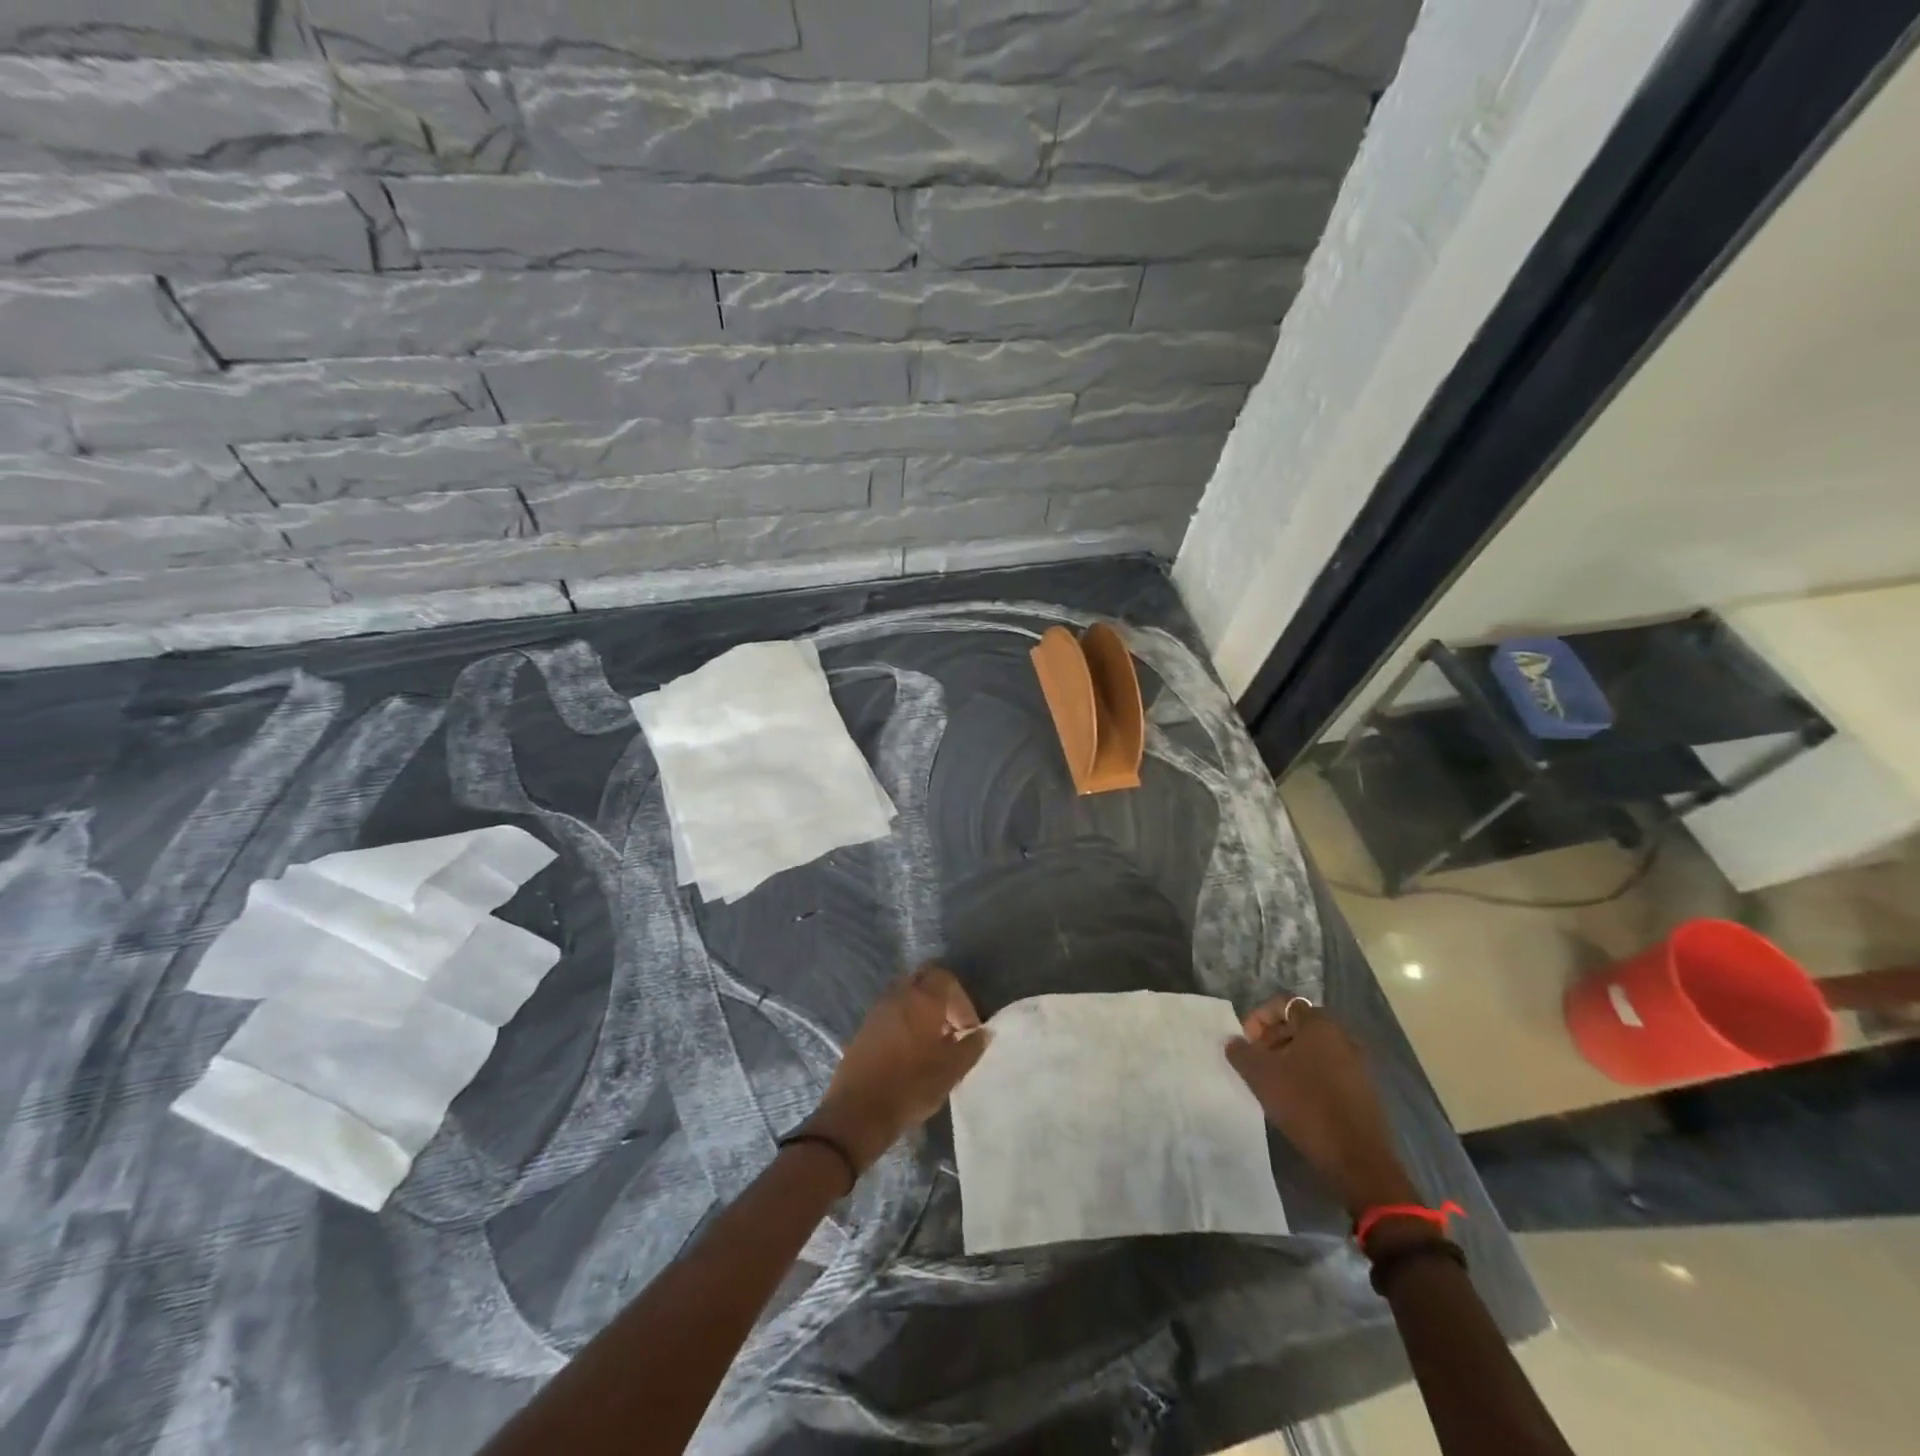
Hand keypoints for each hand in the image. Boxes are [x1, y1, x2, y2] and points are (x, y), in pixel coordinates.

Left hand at [801, 965, 989, 1173]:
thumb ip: (971, 1047)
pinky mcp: (864, 1028)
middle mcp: (898, 995)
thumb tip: (984, 1033)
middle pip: (924, 981)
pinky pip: (892, 1012)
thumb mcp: (951, 1071)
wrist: (858, 1112)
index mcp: (921, 999)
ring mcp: (877, 1010)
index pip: (946, 978)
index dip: (962, 1001)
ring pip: (906, 996)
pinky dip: (906, 1022)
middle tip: (952, 1029)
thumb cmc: (911, 1086)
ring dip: (923, 1011)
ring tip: (934, 1044)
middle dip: (942, 999)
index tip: (968, 1030)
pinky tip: (912, 1053)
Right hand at [1225, 998, 1418, 1216]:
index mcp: (1319, 1024)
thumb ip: (1241, 1052)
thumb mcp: (1261, 1075)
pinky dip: (1306, 1074)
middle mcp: (1342, 1036)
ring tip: (1270, 1081)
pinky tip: (1293, 1098)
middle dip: (1271, 1038)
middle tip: (1254, 1061)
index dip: (1258, 1017)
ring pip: (1312, 1048)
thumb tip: (1233, 1041)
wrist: (1357, 1158)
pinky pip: (1327, 1068)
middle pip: (1297, 1024)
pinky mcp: (1362, 1089)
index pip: (1282, 1003)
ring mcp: (1356, 1063)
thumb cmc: (1306, 1104)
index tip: (1245, 1042)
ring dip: (1287, 1057)